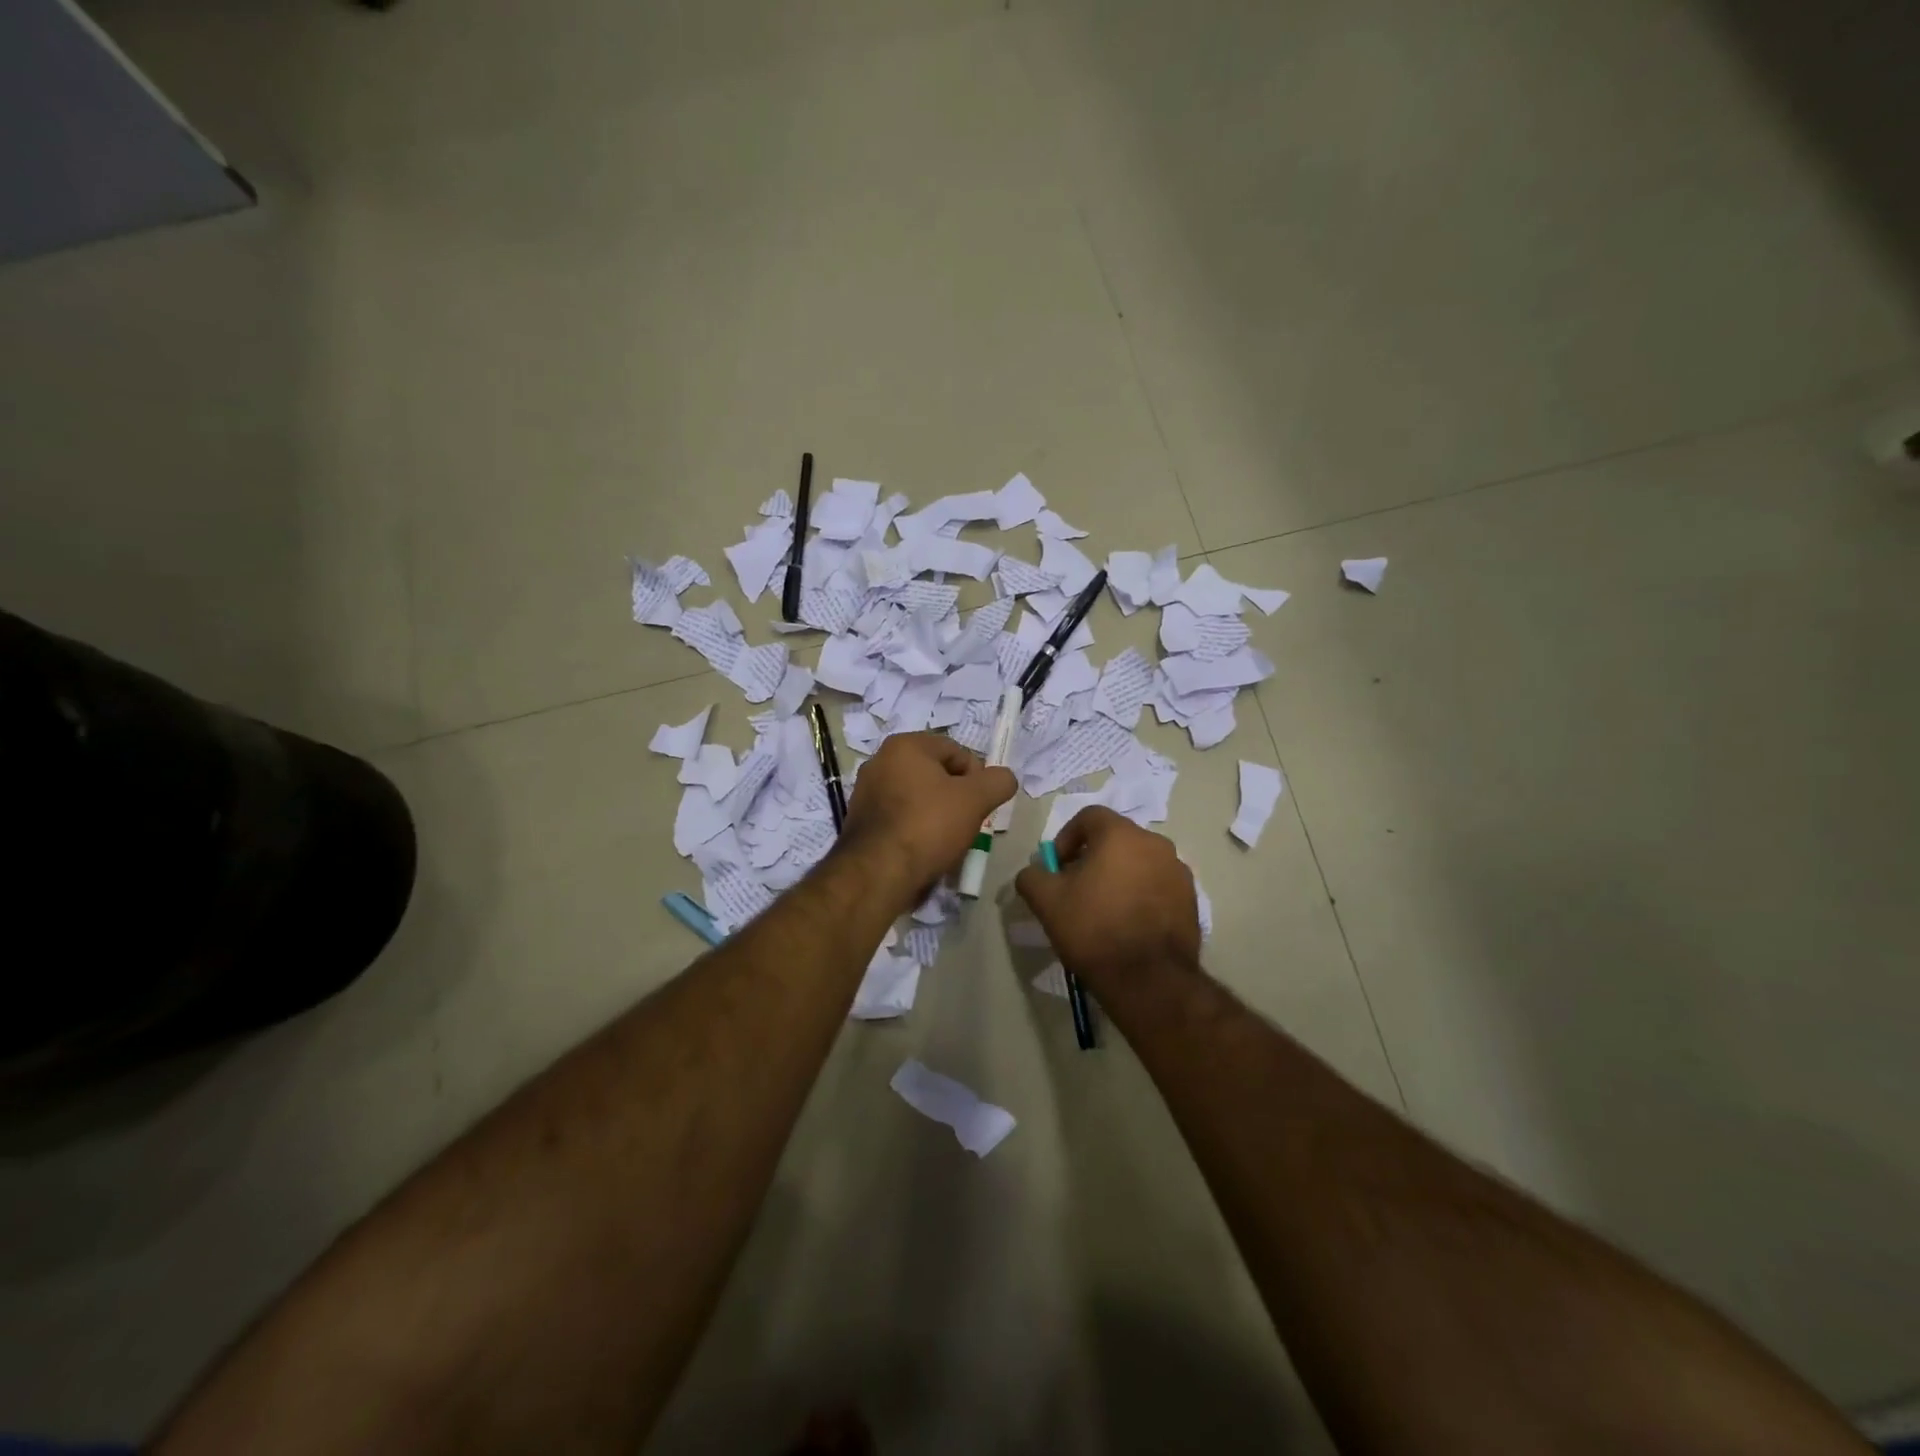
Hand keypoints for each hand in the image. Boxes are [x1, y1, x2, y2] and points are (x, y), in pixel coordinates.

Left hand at [840, 733, 1015, 905]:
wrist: (877, 874)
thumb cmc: (928, 826)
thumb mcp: (975, 800)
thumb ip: (998, 782)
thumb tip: (1004, 778)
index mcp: (905, 745)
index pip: (957, 751)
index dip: (978, 777)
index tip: (981, 805)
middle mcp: (880, 761)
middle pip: (936, 774)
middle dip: (957, 797)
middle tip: (967, 824)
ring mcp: (866, 792)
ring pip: (918, 797)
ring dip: (937, 815)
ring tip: (947, 841)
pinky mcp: (860, 821)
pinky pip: (900, 817)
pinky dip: (916, 829)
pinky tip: (924, 850)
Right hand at [1014, 807, 1201, 992]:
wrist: (1148, 979)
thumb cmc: (1094, 928)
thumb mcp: (1046, 901)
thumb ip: (1032, 876)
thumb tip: (1034, 872)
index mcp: (1121, 834)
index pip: (1089, 817)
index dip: (1066, 837)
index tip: (1057, 867)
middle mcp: (1155, 843)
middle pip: (1115, 839)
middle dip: (1092, 857)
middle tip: (1075, 888)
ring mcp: (1178, 871)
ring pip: (1138, 862)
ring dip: (1118, 875)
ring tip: (1102, 908)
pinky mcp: (1190, 900)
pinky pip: (1157, 885)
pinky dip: (1140, 894)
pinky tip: (1127, 924)